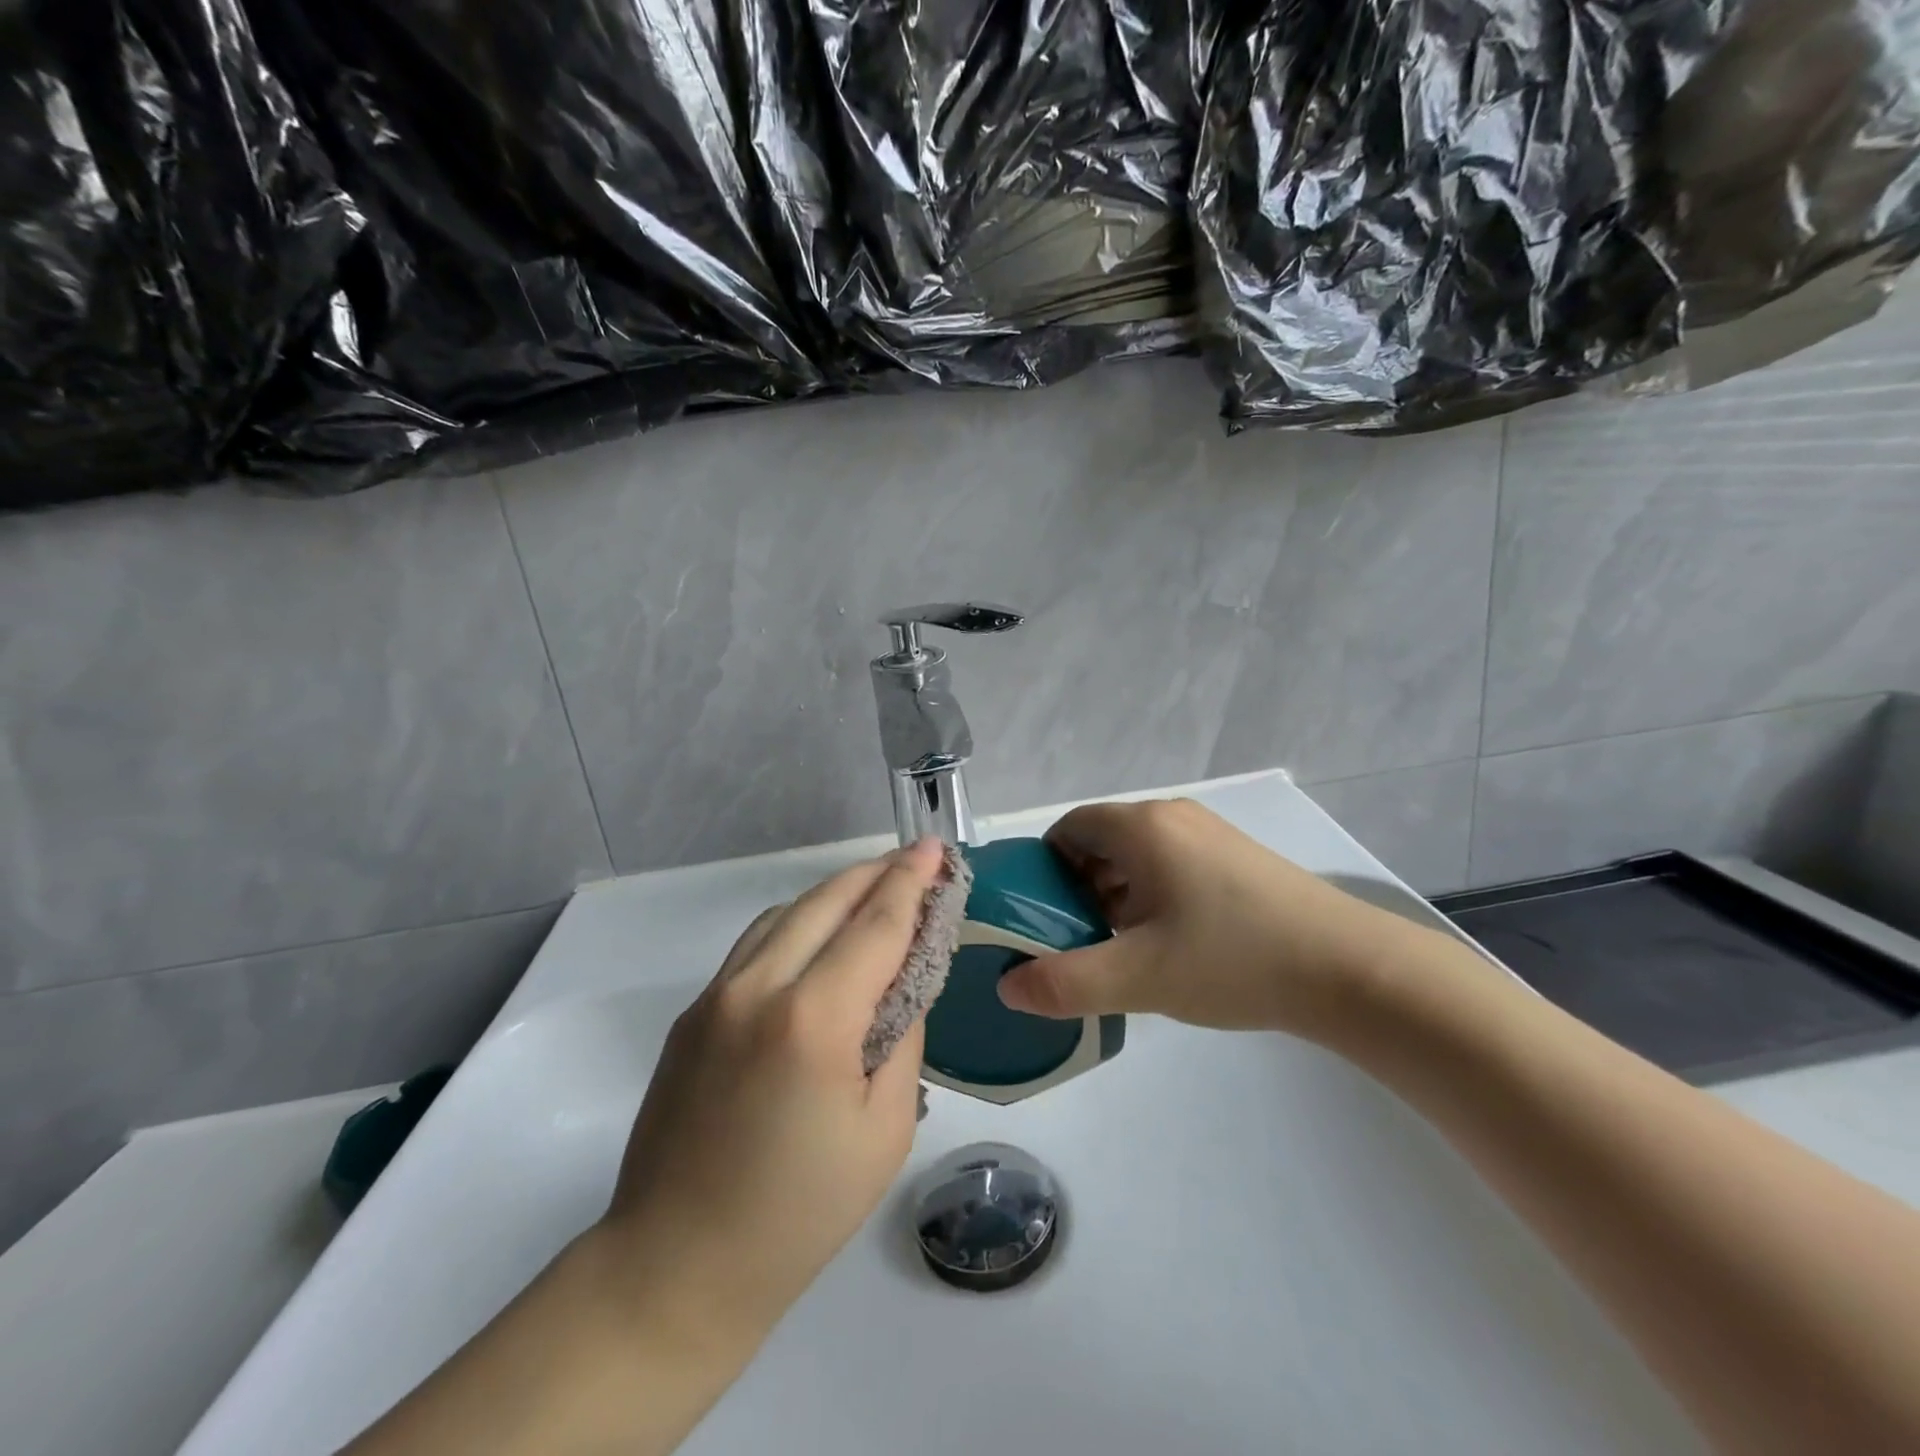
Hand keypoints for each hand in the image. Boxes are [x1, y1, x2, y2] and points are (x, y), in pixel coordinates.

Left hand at [598, 837, 943, 1354]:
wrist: (675, 1266)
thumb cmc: (799, 1212)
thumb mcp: (885, 1129)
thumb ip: (902, 1038)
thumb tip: (903, 981)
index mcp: (813, 1019)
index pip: (875, 926)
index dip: (910, 882)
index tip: (935, 848)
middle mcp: (758, 987)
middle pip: (826, 901)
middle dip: (876, 873)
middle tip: (913, 859)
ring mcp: (716, 995)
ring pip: (785, 912)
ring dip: (835, 893)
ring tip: (874, 890)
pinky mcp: (692, 1012)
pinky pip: (756, 944)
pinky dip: (798, 922)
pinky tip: (819, 936)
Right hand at [997, 798, 1420, 1038]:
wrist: (1351, 970)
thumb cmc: (1234, 959)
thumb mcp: (1140, 977)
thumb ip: (1066, 983)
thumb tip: (1008, 987)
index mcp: (1142, 827)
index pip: (1068, 828)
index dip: (1043, 869)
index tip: (1038, 917)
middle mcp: (1173, 817)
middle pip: (1101, 842)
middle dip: (1077, 889)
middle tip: (1075, 942)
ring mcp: (1209, 835)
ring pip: (1137, 857)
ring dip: (1114, 896)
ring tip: (1118, 950)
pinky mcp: (1236, 859)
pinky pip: (1171, 866)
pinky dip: (1150, 897)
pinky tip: (1166, 945)